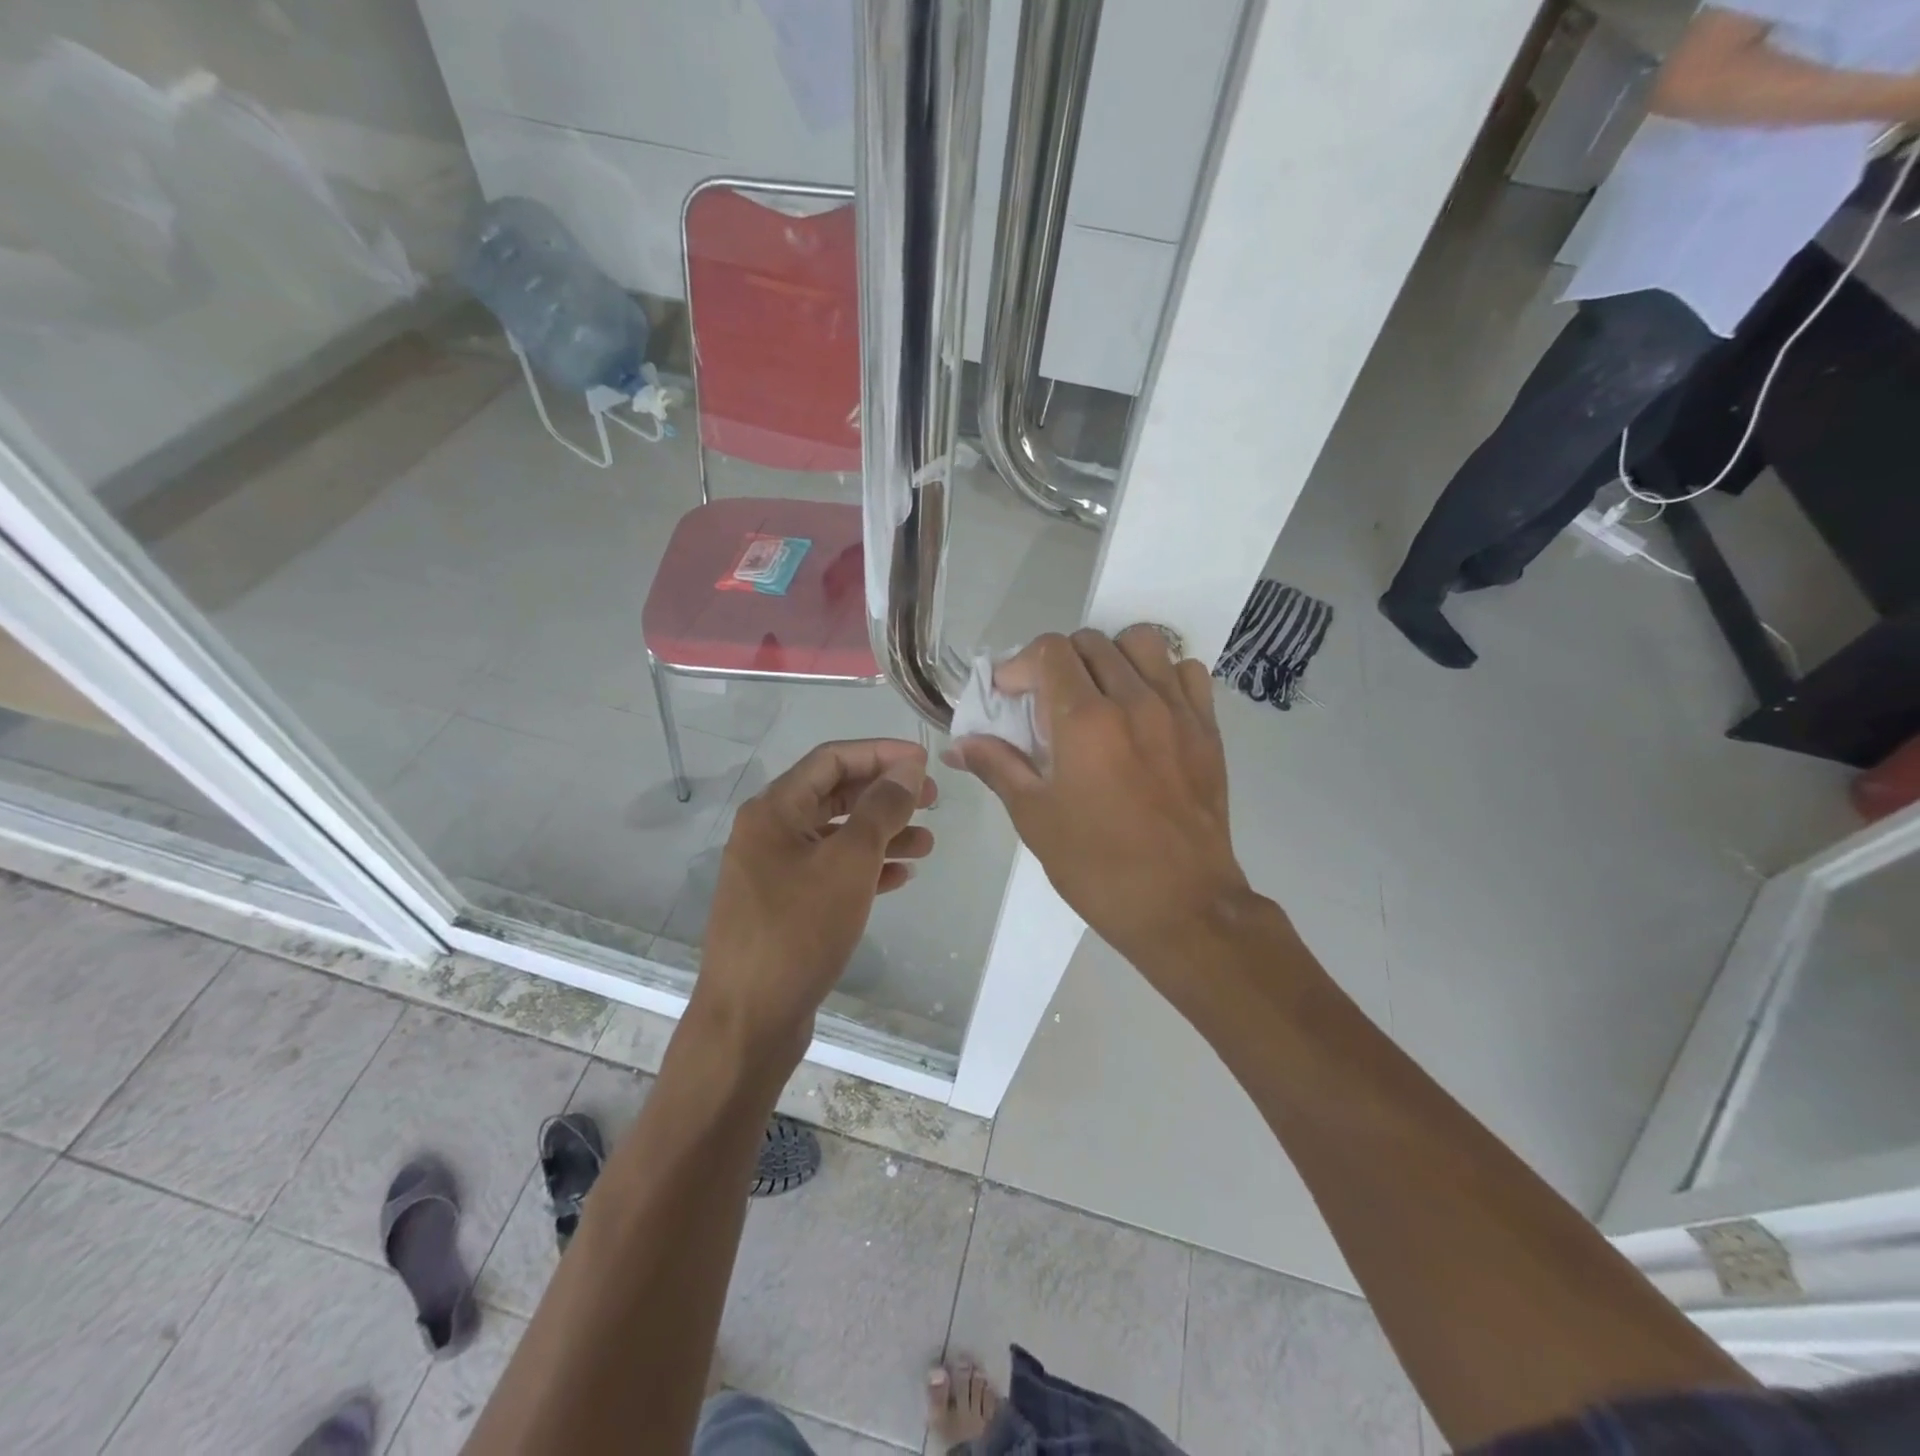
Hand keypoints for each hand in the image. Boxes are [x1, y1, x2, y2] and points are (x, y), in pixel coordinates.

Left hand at [694, 739, 935, 1061]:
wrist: (749, 1020)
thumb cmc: (798, 931)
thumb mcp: (849, 863)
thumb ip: (881, 809)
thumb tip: (908, 768)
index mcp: (774, 810)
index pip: (831, 759)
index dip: (881, 753)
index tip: (925, 762)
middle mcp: (769, 832)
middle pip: (835, 795)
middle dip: (885, 795)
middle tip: (933, 803)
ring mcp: (774, 871)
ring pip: (836, 835)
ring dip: (882, 834)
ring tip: (928, 844)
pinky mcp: (784, 906)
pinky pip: (830, 872)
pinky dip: (865, 868)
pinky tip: (901, 877)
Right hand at [945, 627, 1252, 976]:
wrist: (1182, 907)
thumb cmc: (1097, 867)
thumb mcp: (1034, 818)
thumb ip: (997, 767)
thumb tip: (959, 745)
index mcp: (1085, 721)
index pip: (1049, 651)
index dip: (1021, 665)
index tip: (1010, 697)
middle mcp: (1133, 700)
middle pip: (1091, 642)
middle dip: (1058, 662)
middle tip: (1047, 702)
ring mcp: (1177, 711)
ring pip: (1142, 644)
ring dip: (1111, 657)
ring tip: (1099, 694)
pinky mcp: (1207, 729)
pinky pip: (1187, 672)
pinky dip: (1161, 675)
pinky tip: (1146, 708)